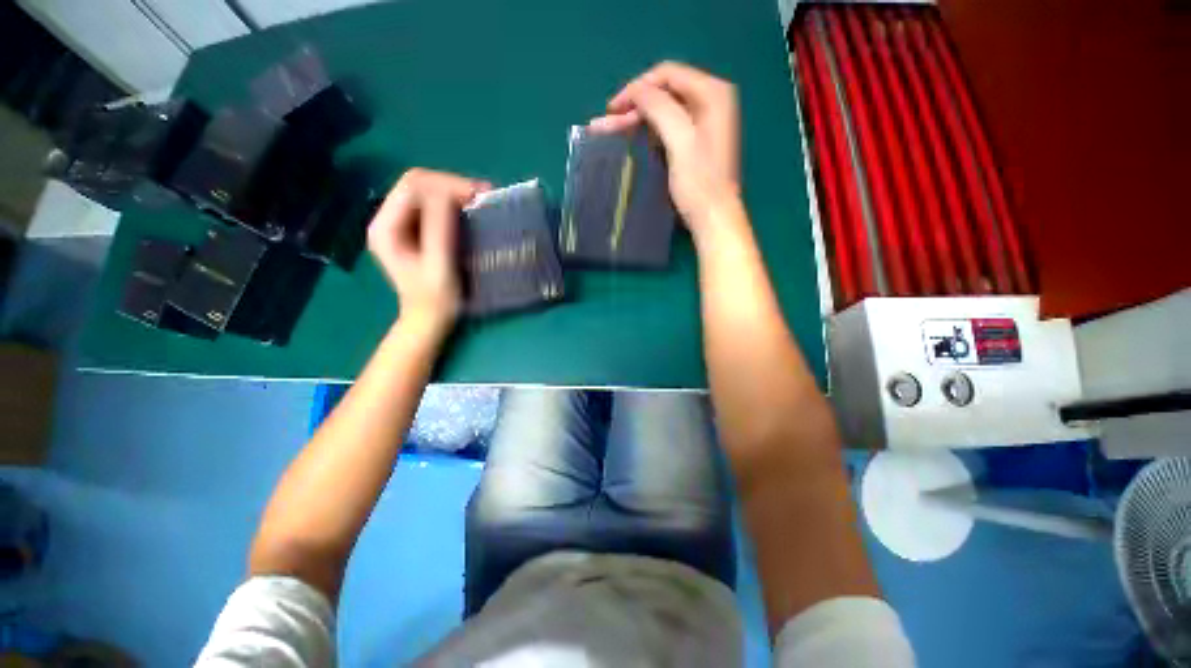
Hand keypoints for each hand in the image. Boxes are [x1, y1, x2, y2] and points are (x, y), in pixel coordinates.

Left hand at [367, 169, 487, 333]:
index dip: (447, 184)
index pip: (413, 185)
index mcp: (386, 227)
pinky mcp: (414, 231)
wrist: (429, 320)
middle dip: (452, 186)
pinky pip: (433, 206)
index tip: (479, 196)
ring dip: (454, 193)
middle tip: (484, 198)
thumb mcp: (439, 266)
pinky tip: (470, 212)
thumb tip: (450, 194)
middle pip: (418, 184)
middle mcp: (388, 219)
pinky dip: (453, 204)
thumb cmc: (436, 299)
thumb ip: (439, 229)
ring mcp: (400, 224)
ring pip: (427, 192)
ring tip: (481, 203)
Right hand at [590, 62, 741, 236]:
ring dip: (635, 119)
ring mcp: (703, 123)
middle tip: (604, 124)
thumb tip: (635, 90)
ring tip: (606, 130)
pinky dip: (646, 131)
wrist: (713, 218)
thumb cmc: (700, 182)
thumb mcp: (680, 140)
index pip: (667, 74)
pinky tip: (628, 137)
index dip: (637, 88)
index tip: (612, 108)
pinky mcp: (694, 142)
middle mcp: (710, 101)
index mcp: (712, 93)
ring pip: (661, 111)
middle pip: (663, 93)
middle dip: (632, 107)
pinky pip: (665, 127)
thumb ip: (659, 107)